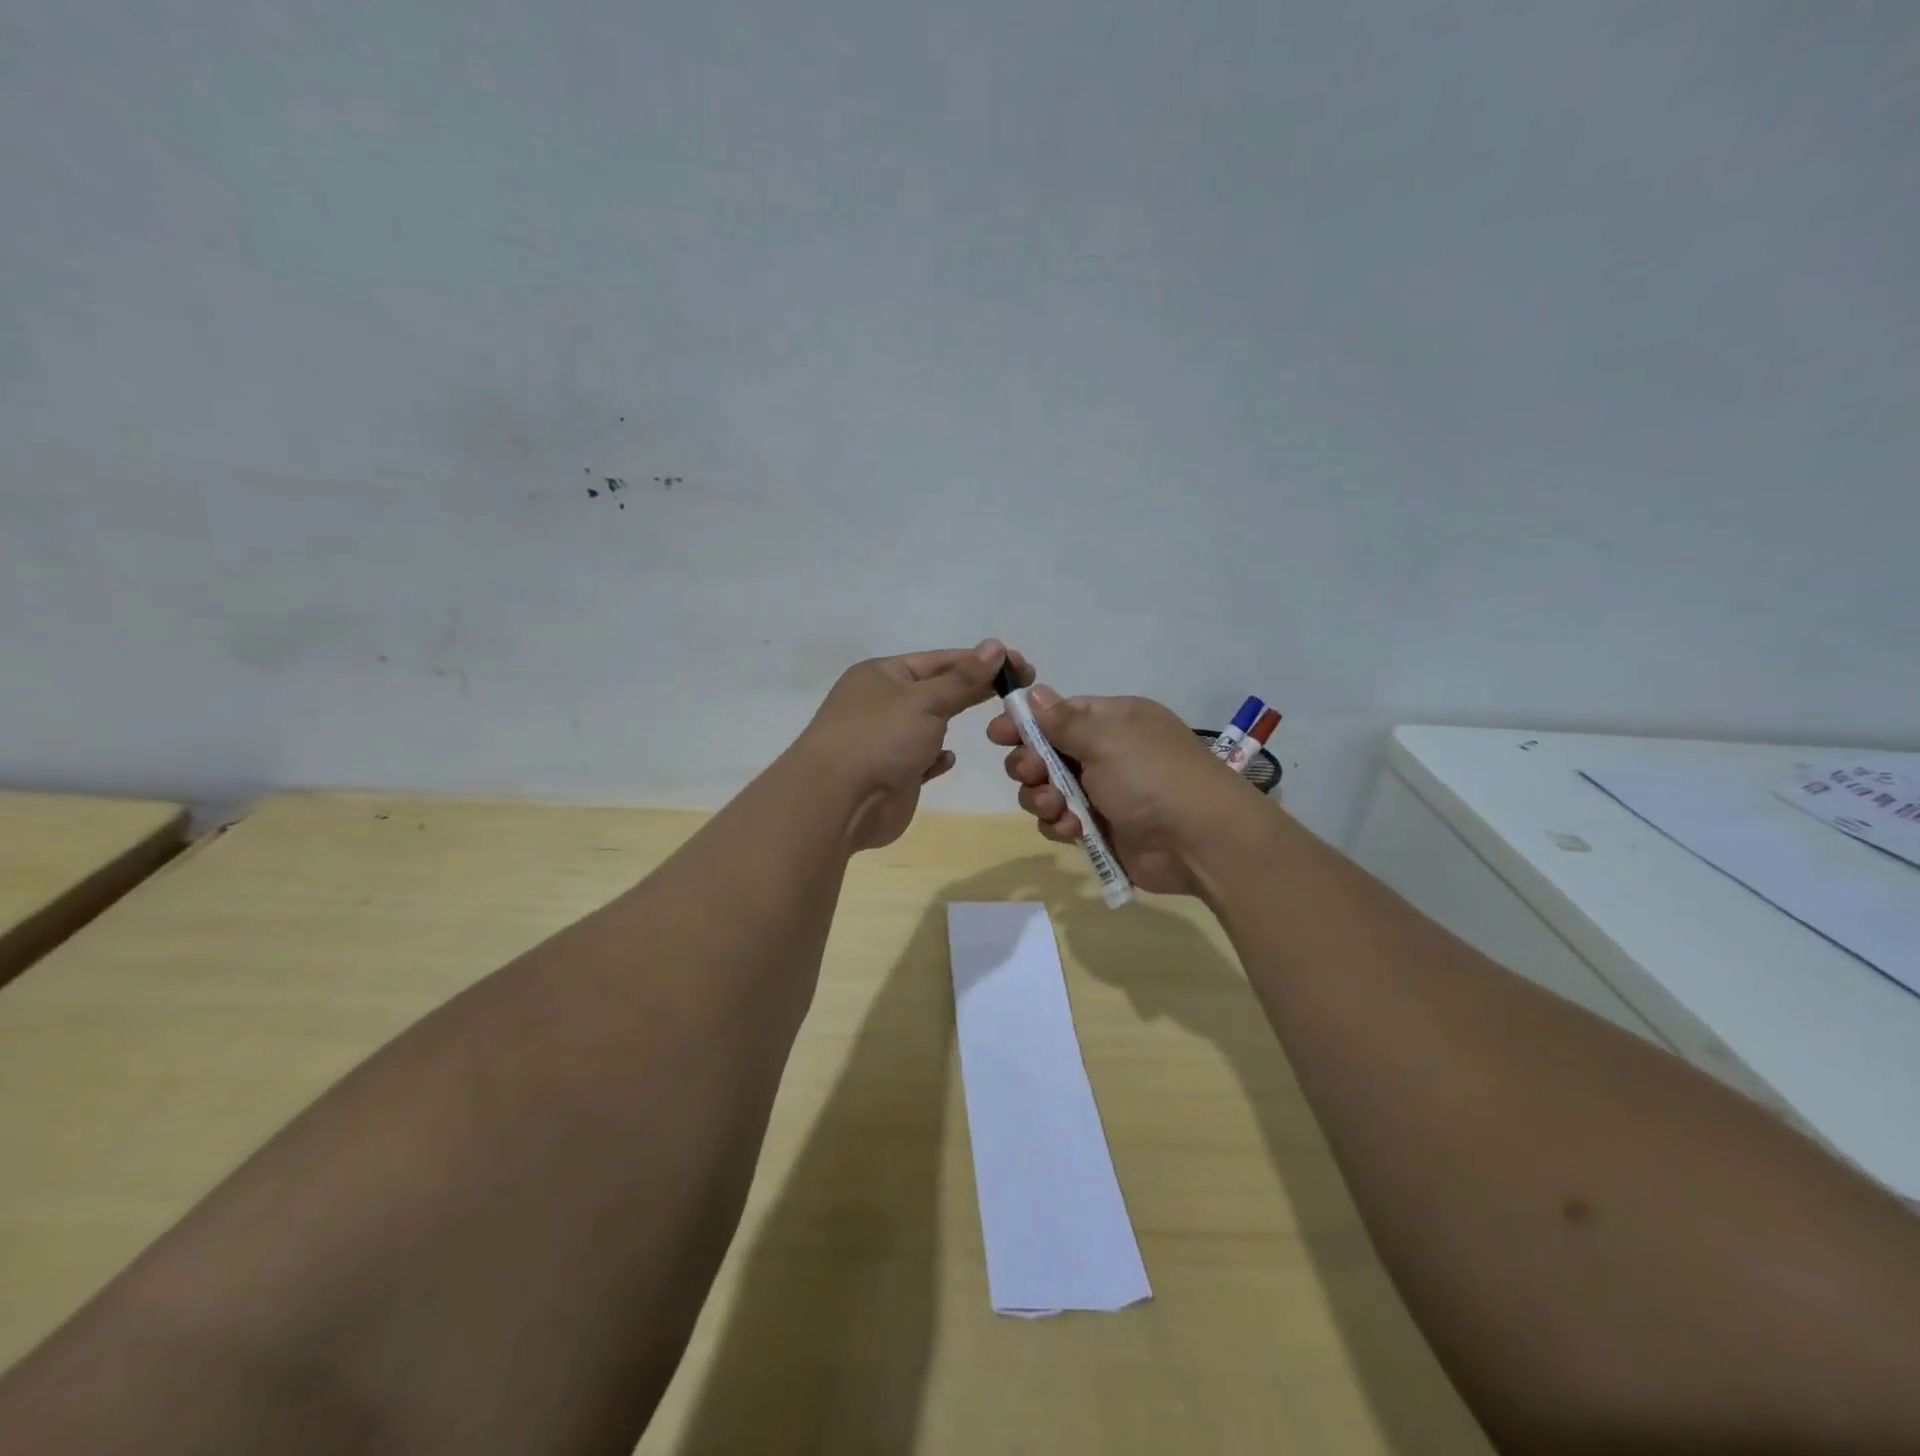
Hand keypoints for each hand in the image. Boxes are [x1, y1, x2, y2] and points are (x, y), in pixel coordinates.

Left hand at [797, 640, 1028, 850]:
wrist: (839, 803)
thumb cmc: (880, 739)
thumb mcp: (925, 700)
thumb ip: (963, 679)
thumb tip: (996, 647)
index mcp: (882, 675)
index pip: (940, 660)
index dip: (981, 661)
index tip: (1021, 666)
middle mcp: (881, 703)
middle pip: (936, 690)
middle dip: (972, 690)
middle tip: (1018, 693)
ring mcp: (885, 741)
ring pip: (929, 725)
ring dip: (952, 723)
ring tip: (993, 724)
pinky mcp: (892, 775)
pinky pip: (921, 759)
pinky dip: (936, 757)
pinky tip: (948, 759)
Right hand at [986, 684, 1255, 894]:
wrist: (1200, 841)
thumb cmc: (1152, 777)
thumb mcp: (1107, 738)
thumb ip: (1063, 721)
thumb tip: (1035, 692)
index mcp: (1113, 721)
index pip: (1058, 713)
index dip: (1026, 722)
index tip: (998, 733)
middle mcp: (1105, 753)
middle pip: (1045, 753)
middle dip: (1030, 764)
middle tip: (1031, 773)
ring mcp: (1102, 793)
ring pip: (1047, 790)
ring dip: (1042, 798)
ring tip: (1057, 807)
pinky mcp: (1099, 829)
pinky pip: (1061, 821)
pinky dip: (1060, 824)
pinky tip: (1073, 829)